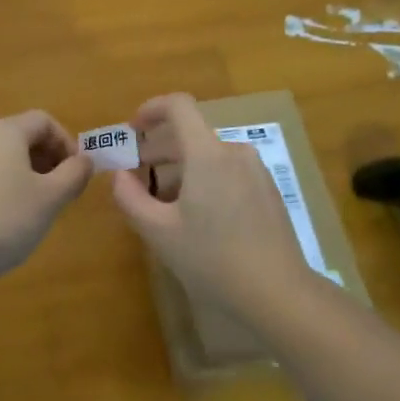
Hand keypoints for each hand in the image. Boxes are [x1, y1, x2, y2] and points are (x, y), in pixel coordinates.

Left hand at [0, 110, 92, 287]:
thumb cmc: (4, 218)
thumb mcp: (50, 198)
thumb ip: (74, 174)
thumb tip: (84, 160)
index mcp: (5, 131)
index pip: (44, 121)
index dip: (67, 142)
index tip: (77, 173)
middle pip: (23, 136)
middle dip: (49, 159)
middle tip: (63, 191)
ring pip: (4, 157)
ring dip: (28, 175)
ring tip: (39, 207)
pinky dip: (5, 186)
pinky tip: (9, 219)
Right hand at [110, 92, 312, 319]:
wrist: (279, 294)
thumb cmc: (213, 259)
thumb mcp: (159, 232)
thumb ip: (131, 198)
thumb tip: (120, 176)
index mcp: (208, 153)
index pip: (178, 106)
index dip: (151, 109)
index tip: (132, 130)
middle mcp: (234, 152)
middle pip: (191, 133)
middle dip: (158, 148)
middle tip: (135, 174)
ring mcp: (256, 171)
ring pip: (208, 155)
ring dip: (180, 167)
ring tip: (162, 202)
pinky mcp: (268, 191)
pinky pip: (227, 171)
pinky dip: (204, 179)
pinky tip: (196, 216)